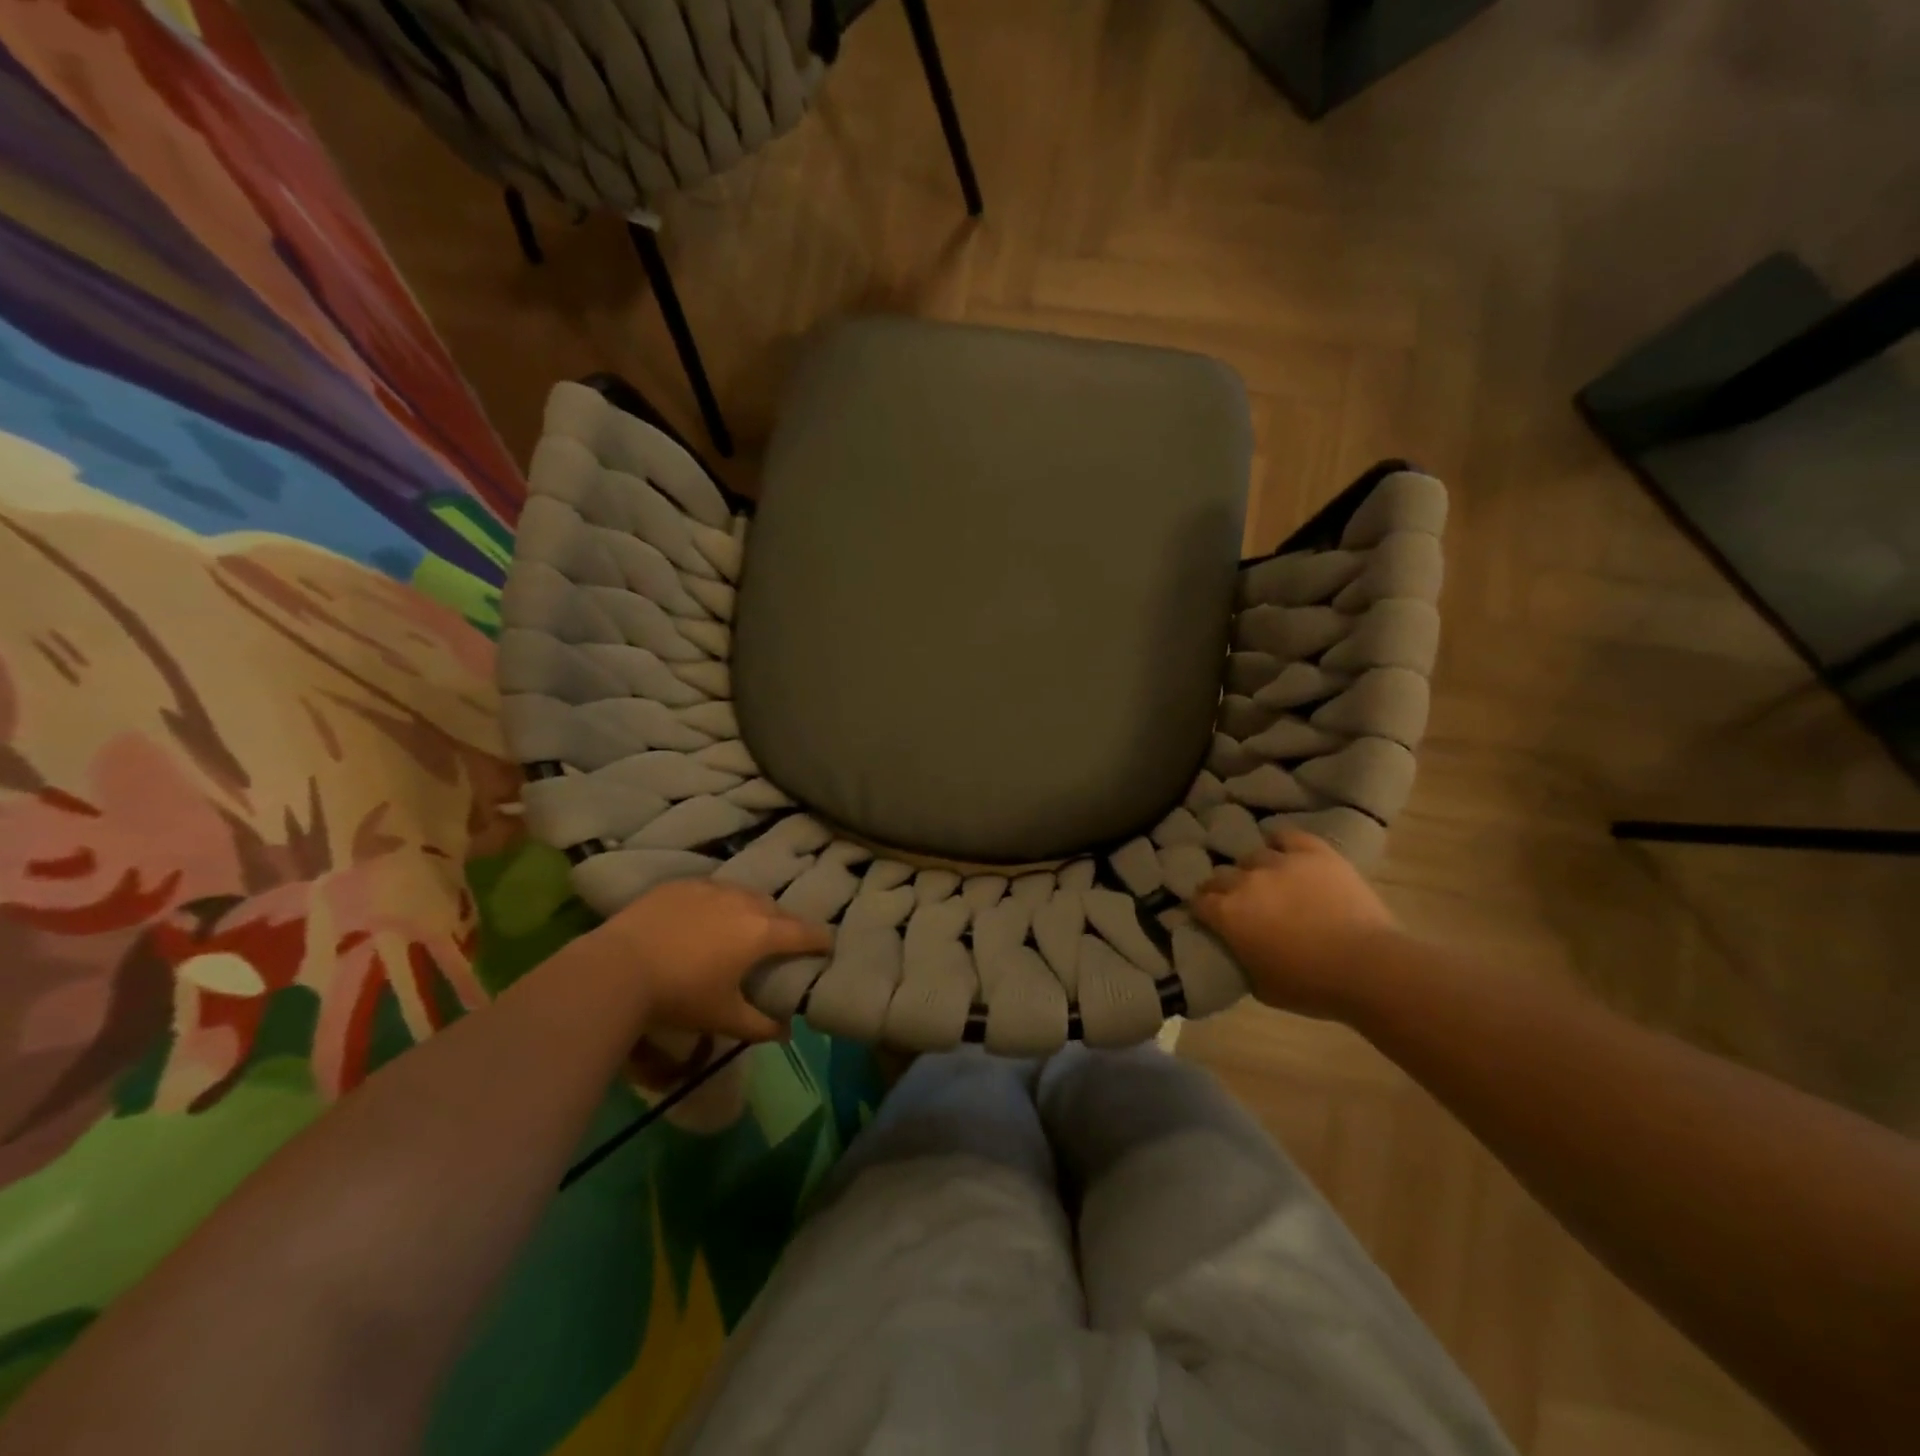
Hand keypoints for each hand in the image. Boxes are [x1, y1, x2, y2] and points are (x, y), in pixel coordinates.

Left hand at [588, 879, 831, 1041]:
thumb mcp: (723, 1017)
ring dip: (754, 909)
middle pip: (776, 909)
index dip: (821, 940)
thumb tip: (786, 1033)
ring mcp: (712, 888)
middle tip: (784, 941)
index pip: (805, 933)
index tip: (829, 946)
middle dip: (786, 924)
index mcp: (761, 932)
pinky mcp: (682, 884)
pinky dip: (721, 902)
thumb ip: (760, 1025)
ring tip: (747, 925)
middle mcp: (744, 902)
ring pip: (745, 894)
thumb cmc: (680, 995)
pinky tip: (708, 915)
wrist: (617, 967)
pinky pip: (713, 889)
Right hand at [1191, 830, 1400, 1020]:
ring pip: (1254, 856)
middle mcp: (1246, 881)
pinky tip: (1284, 851)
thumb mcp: (1261, 986)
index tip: (1208, 916)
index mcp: (1227, 914)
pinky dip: (1281, 842)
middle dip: (1223, 887)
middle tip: (1237, 901)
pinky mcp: (1313, 853)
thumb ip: (1241, 958)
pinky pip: (1287, 836)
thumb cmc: (1311, 986)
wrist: (1368, 967)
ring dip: (1255, 869)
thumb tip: (1237, 947)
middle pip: (1221, 875)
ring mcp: (1280, 862)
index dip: (1202, 909)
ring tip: (1268, 880)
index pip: (1199, 901)